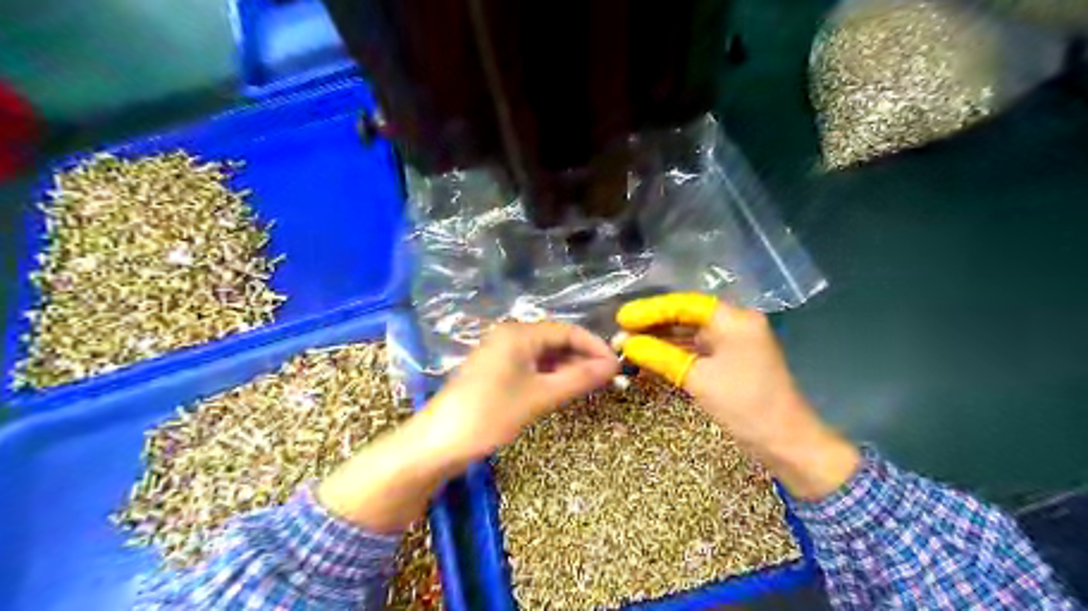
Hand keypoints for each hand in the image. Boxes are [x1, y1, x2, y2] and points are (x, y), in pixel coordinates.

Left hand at [319, 322, 616, 532]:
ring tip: (592, 385)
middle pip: (556, 340)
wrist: (439, 442)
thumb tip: (613, 366)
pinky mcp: (496, 371)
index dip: (594, 346)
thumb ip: (578, 378)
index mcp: (519, 333)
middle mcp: (510, 336)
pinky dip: (551, 376)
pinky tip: (565, 389)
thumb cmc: (490, 414)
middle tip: (608, 378)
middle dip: (582, 357)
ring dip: (568, 367)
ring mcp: (501, 354)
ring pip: (544, 355)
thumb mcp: (540, 397)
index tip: (617, 365)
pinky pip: (531, 367)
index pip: (567, 331)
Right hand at [621, 293, 857, 498]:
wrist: (786, 443)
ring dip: (660, 339)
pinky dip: (673, 352)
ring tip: (628, 344)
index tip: (622, 317)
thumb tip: (625, 343)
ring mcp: (733, 343)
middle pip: (686, 315)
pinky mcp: (730, 361)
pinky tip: (649, 356)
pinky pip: (696, 349)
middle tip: (620, 331)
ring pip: (689, 333)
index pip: (684, 304)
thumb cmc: (745, 406)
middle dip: (652, 324)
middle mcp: (734, 324)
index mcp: (734, 319)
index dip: (650, 309)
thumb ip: (660, 356)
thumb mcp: (698, 379)